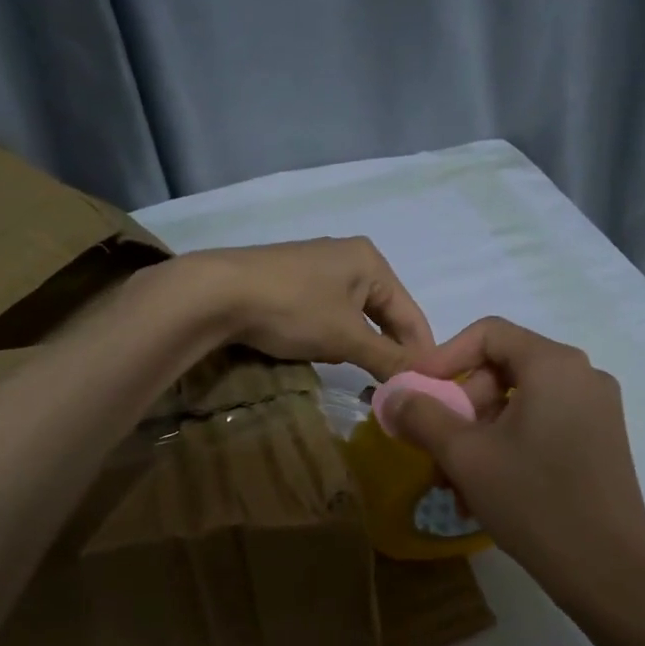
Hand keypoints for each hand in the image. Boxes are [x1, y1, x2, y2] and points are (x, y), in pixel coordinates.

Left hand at [177, 238, 433, 379]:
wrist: (217, 293)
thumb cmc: (293, 308)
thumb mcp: (346, 337)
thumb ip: (387, 359)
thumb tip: (422, 382)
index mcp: (371, 261)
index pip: (411, 314)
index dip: (420, 352)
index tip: (427, 388)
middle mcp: (348, 257)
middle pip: (383, 313)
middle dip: (385, 349)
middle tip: (391, 385)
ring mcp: (316, 267)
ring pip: (354, 316)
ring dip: (356, 345)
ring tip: (356, 370)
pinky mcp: (290, 281)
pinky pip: (326, 313)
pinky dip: (330, 335)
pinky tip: (318, 350)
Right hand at [383, 317, 644, 611]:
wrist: (609, 572)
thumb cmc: (534, 501)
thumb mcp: (466, 456)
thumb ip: (423, 416)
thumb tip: (393, 394)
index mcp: (554, 365)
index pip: (489, 334)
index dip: (444, 357)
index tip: (416, 392)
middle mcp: (582, 376)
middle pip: (503, 371)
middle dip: (459, 408)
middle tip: (433, 447)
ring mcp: (596, 412)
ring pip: (519, 406)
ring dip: (478, 437)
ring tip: (453, 484)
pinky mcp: (600, 443)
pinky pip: (541, 428)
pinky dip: (507, 449)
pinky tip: (484, 493)